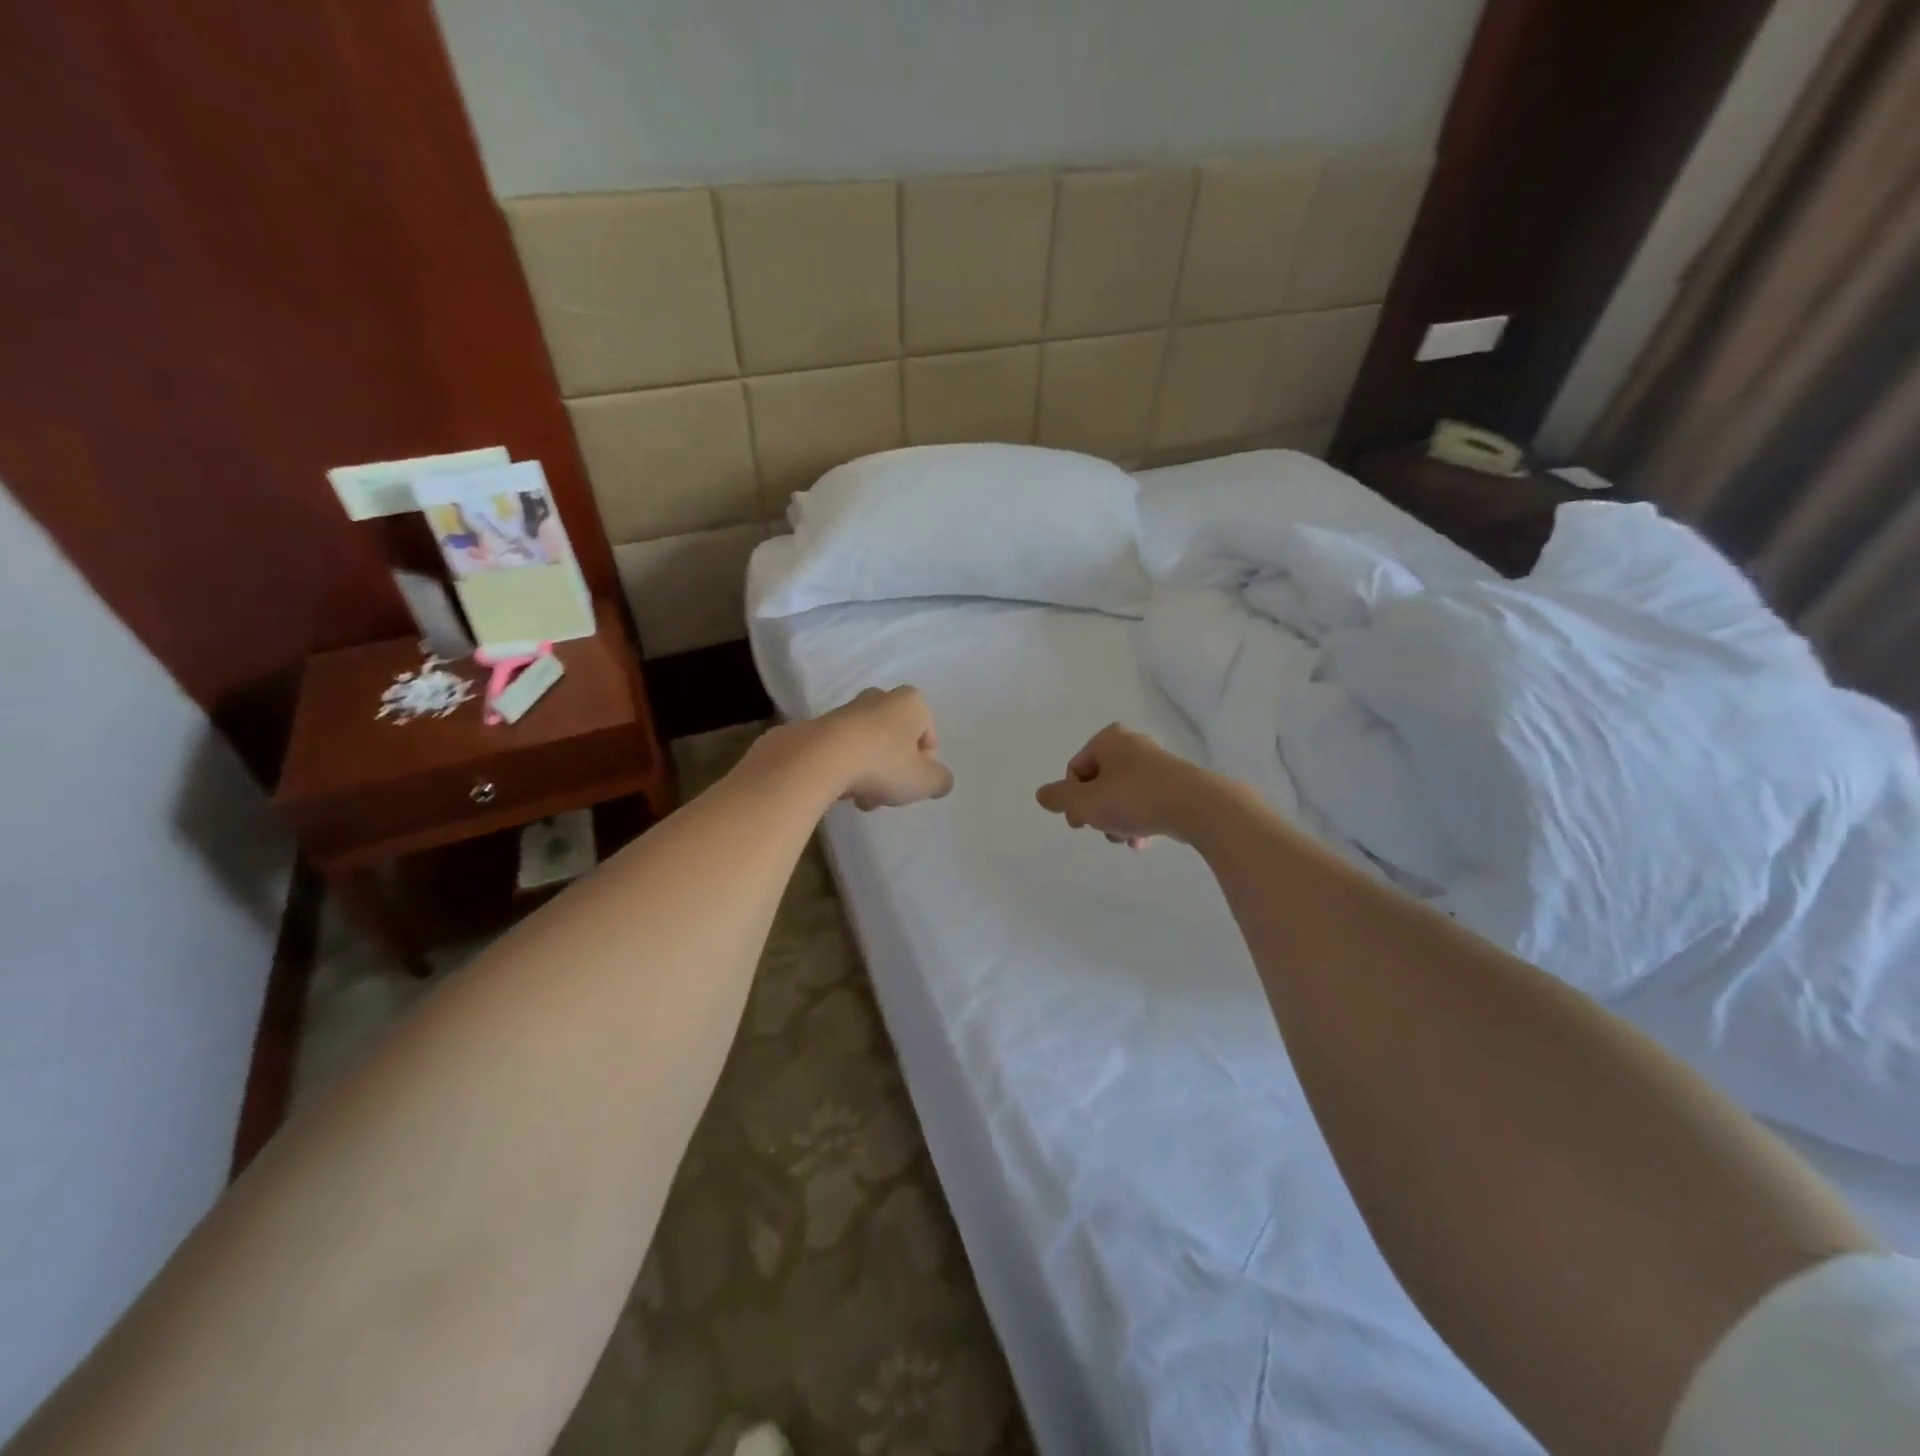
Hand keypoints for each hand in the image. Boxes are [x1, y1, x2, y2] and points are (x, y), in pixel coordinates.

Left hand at [812, 686, 954, 809]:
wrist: (820, 758)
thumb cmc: (883, 764)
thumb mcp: (924, 781)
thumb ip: (940, 781)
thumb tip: (941, 780)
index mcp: (911, 702)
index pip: (929, 735)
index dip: (925, 763)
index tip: (913, 782)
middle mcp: (880, 697)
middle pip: (897, 740)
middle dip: (895, 768)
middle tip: (888, 792)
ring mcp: (848, 709)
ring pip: (871, 746)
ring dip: (871, 772)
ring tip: (862, 798)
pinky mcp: (821, 724)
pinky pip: (844, 749)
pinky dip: (847, 768)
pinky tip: (842, 790)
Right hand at [1035, 723, 1212, 846]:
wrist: (1198, 807)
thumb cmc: (1134, 798)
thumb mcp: (1086, 802)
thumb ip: (1059, 798)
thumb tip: (1042, 794)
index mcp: (1108, 740)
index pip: (1075, 769)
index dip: (1071, 798)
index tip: (1078, 822)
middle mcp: (1132, 745)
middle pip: (1099, 783)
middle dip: (1097, 810)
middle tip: (1102, 830)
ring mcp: (1157, 764)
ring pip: (1122, 795)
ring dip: (1117, 819)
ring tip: (1125, 839)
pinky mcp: (1177, 783)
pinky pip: (1146, 802)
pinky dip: (1139, 820)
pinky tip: (1142, 840)